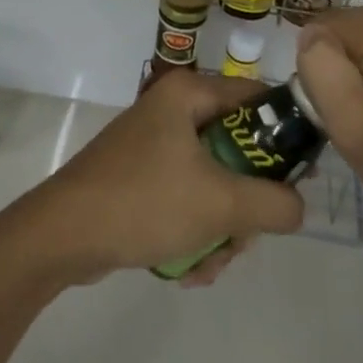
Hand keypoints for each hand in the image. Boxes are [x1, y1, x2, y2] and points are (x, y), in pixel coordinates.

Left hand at [24, 70, 305, 283]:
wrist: (61, 236)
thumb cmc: (144, 201)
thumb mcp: (221, 203)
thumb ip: (275, 203)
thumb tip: (297, 207)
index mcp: (188, 94)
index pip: (258, 98)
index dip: (286, 135)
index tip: (301, 179)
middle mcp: (172, 111)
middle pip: (238, 151)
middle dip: (244, 205)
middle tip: (244, 236)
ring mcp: (154, 146)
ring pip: (214, 183)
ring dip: (220, 229)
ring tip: (207, 263)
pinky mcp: (140, 178)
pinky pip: (186, 200)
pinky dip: (193, 234)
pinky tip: (185, 269)